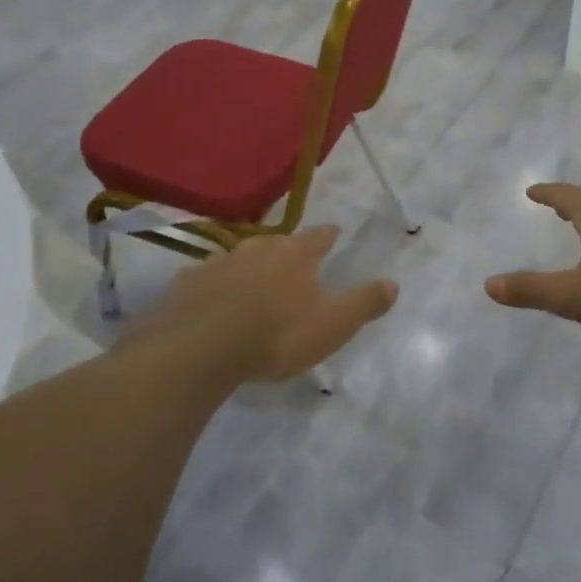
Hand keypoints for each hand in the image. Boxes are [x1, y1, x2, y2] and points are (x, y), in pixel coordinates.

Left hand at [144, 227, 398, 383]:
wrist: (201, 349)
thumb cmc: (277, 335)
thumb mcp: (333, 325)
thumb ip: (364, 303)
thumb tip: (394, 283)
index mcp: (295, 254)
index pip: (319, 236)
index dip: (329, 235)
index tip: (335, 232)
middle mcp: (256, 249)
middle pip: (276, 243)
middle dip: (286, 250)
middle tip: (292, 261)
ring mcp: (218, 263)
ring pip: (239, 258)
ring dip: (248, 266)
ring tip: (252, 281)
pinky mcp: (187, 284)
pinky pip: (205, 278)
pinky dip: (213, 285)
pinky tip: (211, 299)